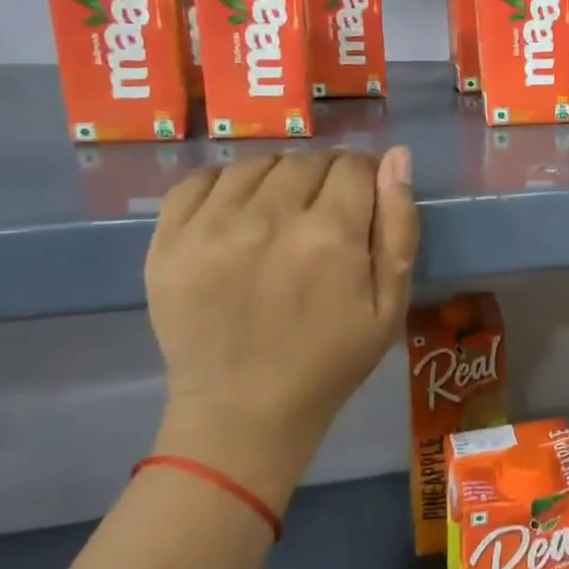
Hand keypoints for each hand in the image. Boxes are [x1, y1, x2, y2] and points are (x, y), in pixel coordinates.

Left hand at [144, 147, 417, 513]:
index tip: (361, 206)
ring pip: (257, 164)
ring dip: (278, 180)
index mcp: (330, 235)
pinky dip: (226, 185)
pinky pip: (201, 179)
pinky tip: (237, 214)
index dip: (365, 180)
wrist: (243, 412)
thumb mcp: (389, 304)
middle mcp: (270, 217)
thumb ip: (399, 226)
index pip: (354, 166)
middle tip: (323, 220)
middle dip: (325, 180)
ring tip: (280, 218)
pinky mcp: (169, 239)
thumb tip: (398, 156)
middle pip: (308, 161)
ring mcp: (211, 226)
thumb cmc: (330, 361)